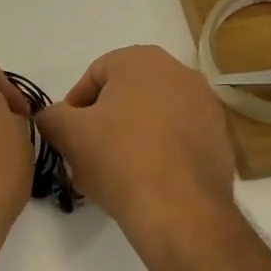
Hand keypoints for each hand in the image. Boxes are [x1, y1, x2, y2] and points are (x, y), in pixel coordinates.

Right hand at [33, 46, 235, 241]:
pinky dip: (158, 152)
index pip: (94, 75)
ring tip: (113, 174)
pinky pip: (177, 138)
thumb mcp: (68, 133)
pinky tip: (144, 181)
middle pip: (125, 96)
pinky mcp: (220, 138)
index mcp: (142, 60)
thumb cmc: (119, 159)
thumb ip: (51, 115)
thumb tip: (52, 116)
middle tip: (86, 156)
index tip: (67, 137)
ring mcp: (206, 105)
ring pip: (152, 117)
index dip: (74, 107)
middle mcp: (180, 72)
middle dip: (102, 123)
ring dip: (129, 138)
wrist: (180, 210)